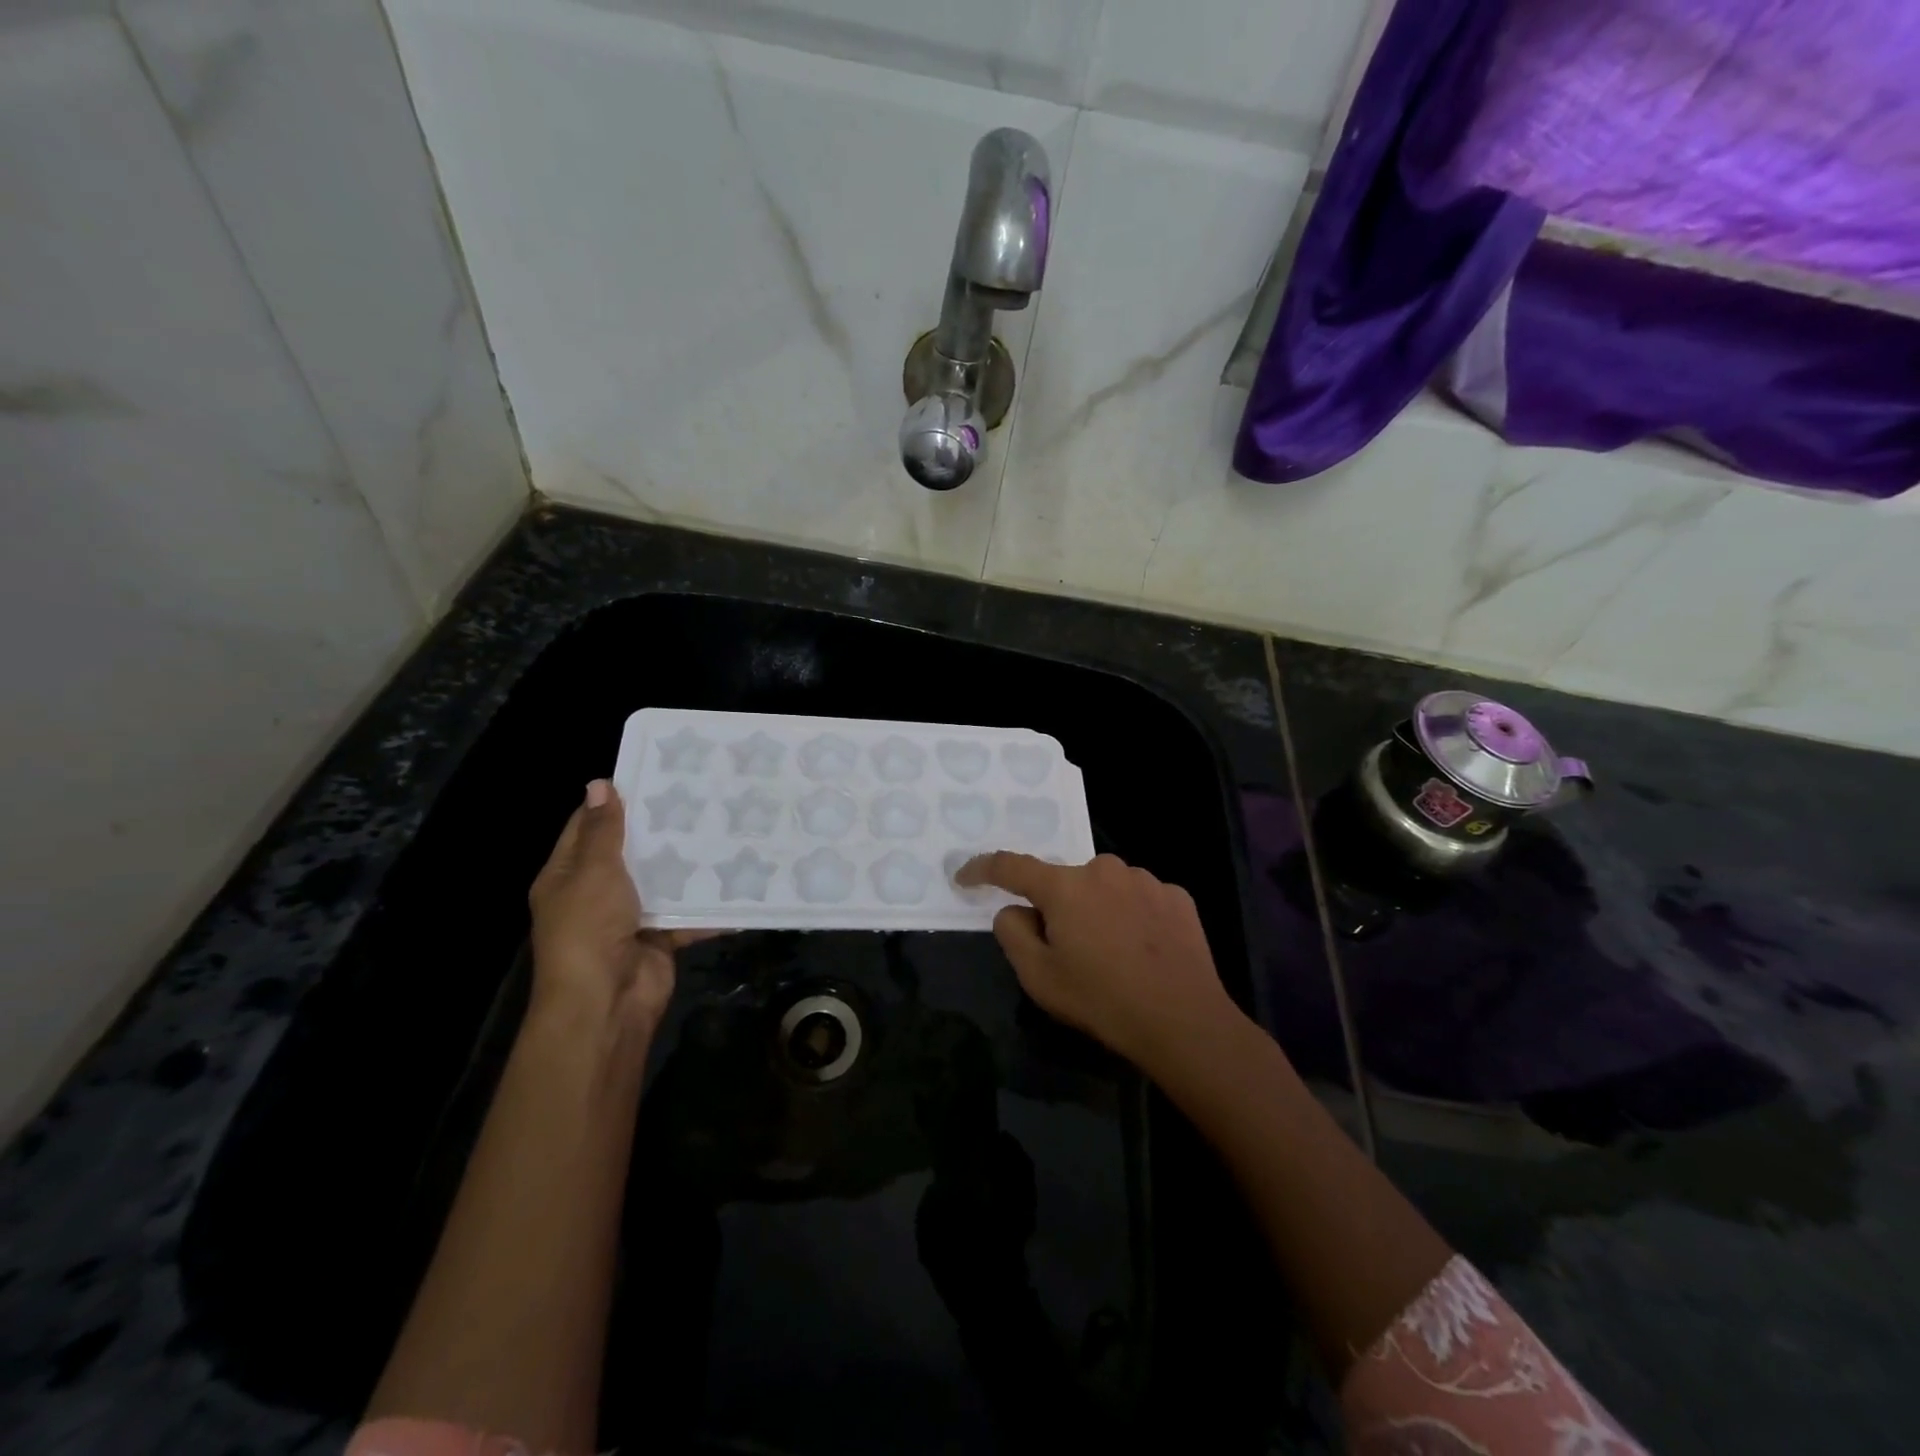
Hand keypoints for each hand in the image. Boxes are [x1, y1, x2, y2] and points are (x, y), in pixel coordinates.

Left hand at [528, 779, 699, 1042]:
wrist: (607, 1002)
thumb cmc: (590, 929)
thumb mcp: (593, 871)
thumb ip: (604, 831)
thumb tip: (599, 783)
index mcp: (568, 875)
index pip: (587, 828)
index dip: (613, 801)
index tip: (652, 775)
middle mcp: (596, 894)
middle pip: (629, 853)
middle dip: (659, 829)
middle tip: (698, 795)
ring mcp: (629, 917)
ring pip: (661, 882)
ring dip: (686, 863)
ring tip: (723, 827)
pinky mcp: (659, 938)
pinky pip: (686, 915)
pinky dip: (708, 905)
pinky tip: (738, 881)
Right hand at [954, 851, 1239, 1078]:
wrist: (1183, 1020)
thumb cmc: (1101, 999)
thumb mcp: (1039, 977)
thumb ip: (1013, 933)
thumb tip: (1013, 910)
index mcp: (1064, 886)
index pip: (1011, 866)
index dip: (983, 869)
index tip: (966, 876)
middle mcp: (1103, 869)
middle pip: (1065, 882)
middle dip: (1058, 907)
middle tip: (1067, 948)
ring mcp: (1145, 880)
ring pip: (1105, 888)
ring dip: (1098, 910)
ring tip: (1112, 954)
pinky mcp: (1176, 897)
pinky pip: (1140, 899)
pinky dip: (1133, 917)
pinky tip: (1144, 951)